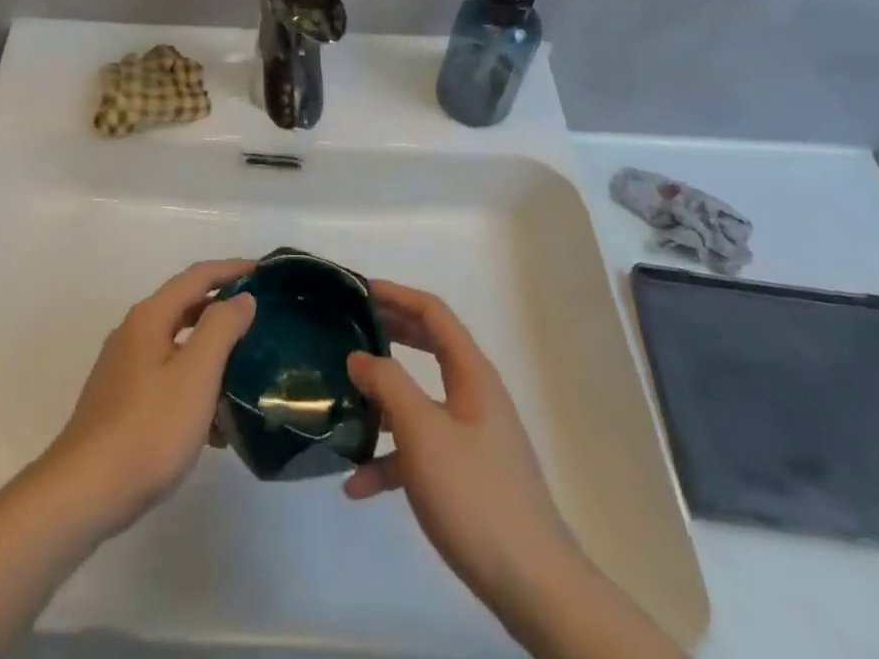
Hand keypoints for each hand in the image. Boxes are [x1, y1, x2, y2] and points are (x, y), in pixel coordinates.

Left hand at [38, 258, 256, 539]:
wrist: (83, 493)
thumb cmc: (147, 428)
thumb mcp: (195, 375)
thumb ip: (221, 329)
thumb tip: (241, 298)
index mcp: (150, 317)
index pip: (197, 276)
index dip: (232, 269)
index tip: (264, 270)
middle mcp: (133, 333)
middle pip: (186, 307)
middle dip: (223, 310)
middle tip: (261, 319)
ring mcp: (124, 369)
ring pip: (178, 347)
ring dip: (212, 354)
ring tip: (247, 373)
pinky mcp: (121, 402)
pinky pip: (167, 379)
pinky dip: (194, 387)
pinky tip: (216, 426)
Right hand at [345, 281, 575, 623]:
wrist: (534, 587)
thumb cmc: (475, 495)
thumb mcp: (422, 432)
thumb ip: (388, 385)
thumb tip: (359, 356)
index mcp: (472, 374)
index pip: (434, 313)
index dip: (397, 295)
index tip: (360, 291)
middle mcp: (475, 396)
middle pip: (428, 348)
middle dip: (389, 335)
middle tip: (350, 328)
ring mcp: (473, 437)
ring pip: (420, 402)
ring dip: (383, 402)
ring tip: (343, 403)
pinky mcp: (468, 476)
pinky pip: (423, 451)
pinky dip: (391, 459)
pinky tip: (358, 485)